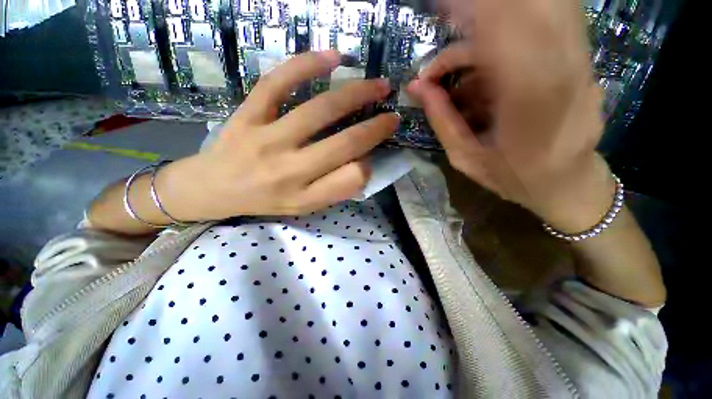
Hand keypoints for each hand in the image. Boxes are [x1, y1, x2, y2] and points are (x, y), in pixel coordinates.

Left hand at [160, 51, 397, 220]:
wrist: (212, 189)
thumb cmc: (264, 200)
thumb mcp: (303, 207)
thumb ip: (333, 189)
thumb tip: (361, 162)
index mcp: (304, 197)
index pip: (351, 180)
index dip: (368, 166)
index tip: (370, 156)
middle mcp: (289, 171)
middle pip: (343, 144)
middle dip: (376, 128)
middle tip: (392, 114)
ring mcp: (267, 139)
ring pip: (319, 110)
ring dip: (356, 93)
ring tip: (378, 85)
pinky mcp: (247, 114)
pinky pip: (278, 83)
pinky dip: (307, 65)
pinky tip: (333, 58)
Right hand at [408, 0, 613, 232]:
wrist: (569, 184)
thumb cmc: (513, 179)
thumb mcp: (466, 158)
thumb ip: (442, 121)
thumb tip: (417, 88)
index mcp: (529, 101)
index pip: (500, 34)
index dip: (471, 13)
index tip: (440, 8)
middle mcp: (560, 71)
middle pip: (525, 11)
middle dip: (480, 10)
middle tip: (446, 24)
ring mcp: (576, 62)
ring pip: (534, 16)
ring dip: (489, 26)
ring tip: (453, 61)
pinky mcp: (578, 61)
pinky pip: (540, 30)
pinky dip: (504, 37)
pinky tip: (480, 68)